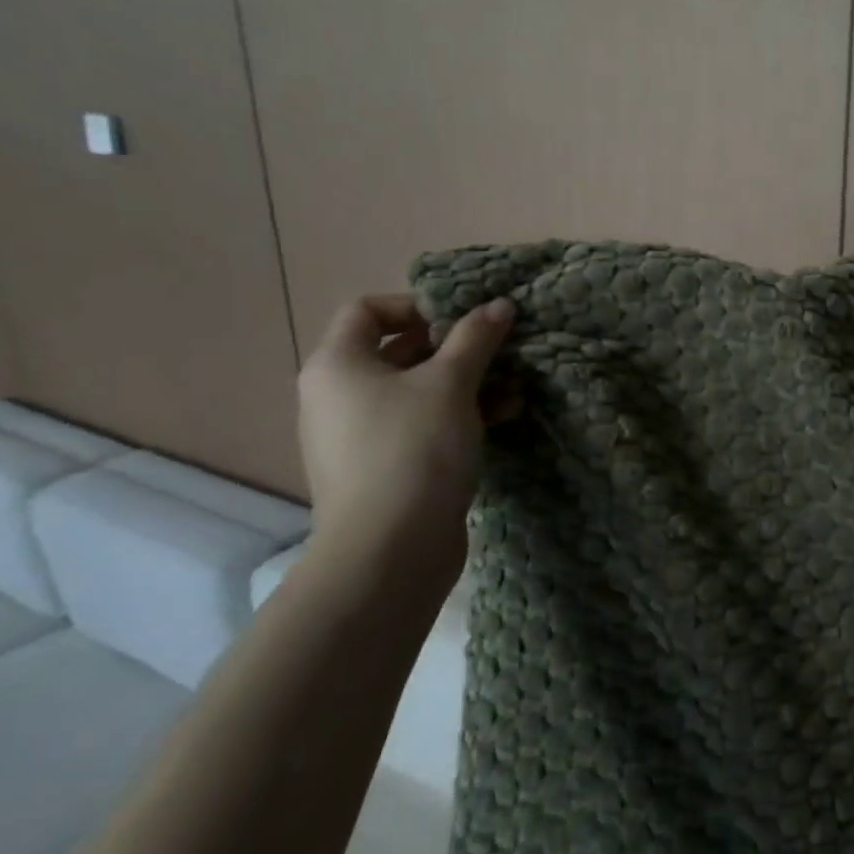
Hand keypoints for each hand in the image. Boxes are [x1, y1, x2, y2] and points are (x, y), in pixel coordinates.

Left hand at [298, 293, 515, 553]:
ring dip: (467, 383)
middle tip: (499, 347)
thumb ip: (475, 338)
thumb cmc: (414, 449)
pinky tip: (504, 415)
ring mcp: (359, 436)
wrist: (390, 549)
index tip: (464, 318)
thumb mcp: (451, 383)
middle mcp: (338, 395)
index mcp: (338, 365)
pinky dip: (459, 415)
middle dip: (455, 346)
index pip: (367, 310)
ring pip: (417, 391)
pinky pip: (421, 425)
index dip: (417, 305)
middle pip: (398, 351)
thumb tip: (500, 303)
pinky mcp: (384, 468)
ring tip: (515, 384)